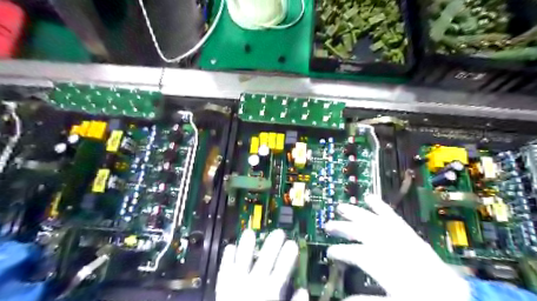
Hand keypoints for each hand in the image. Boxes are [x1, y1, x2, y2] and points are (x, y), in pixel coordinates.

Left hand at [214, 229, 306, 300]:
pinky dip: (227, 259)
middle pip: (265, 261)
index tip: (293, 244)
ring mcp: (235, 286)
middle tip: (279, 232)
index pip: (282, 271)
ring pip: (242, 261)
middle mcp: (253, 287)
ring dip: (246, 247)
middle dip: (272, 245)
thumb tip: (303, 291)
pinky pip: (224, 271)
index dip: (288, 256)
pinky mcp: (222, 290)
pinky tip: (229, 247)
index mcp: (269, 294)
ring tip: (250, 232)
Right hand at [323, 195, 470, 300]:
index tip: (329, 253)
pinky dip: (380, 207)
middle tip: (328, 225)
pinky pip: (393, 217)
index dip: (340, 251)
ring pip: (373, 220)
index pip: (355, 253)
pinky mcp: (410, 235)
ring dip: (355, 213)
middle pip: (361, 232)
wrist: (458, 300)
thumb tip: (343, 299)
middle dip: (342, 228)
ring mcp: (401, 238)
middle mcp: (391, 247)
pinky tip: (370, 198)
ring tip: (341, 207)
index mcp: (385, 266)